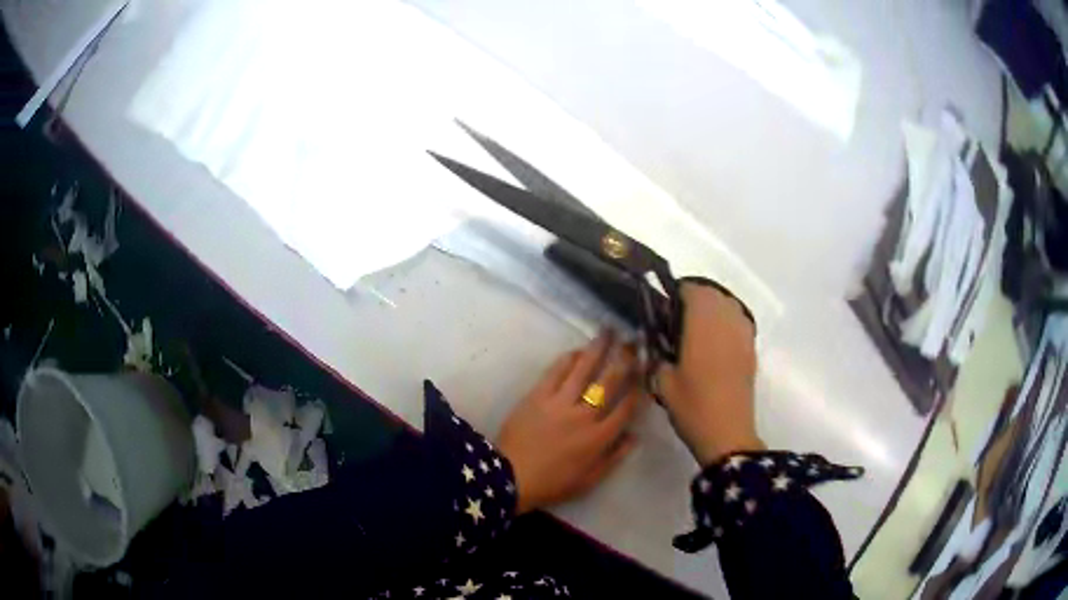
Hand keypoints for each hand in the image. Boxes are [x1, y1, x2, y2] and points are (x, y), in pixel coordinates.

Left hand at [497, 332, 647, 513]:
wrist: (511, 477)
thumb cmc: (553, 483)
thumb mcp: (589, 479)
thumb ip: (614, 457)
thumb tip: (634, 437)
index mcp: (600, 438)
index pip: (626, 407)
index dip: (639, 387)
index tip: (646, 370)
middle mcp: (585, 415)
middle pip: (610, 382)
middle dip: (625, 360)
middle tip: (634, 342)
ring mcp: (560, 403)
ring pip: (585, 370)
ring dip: (599, 349)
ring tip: (609, 331)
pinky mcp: (538, 396)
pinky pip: (556, 372)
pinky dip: (568, 359)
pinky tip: (577, 350)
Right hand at [657, 282, 763, 465]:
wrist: (727, 434)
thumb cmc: (692, 406)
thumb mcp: (662, 383)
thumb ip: (657, 355)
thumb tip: (655, 342)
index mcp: (702, 324)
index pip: (692, 290)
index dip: (677, 294)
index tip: (665, 310)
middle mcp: (726, 321)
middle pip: (713, 293)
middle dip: (695, 299)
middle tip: (678, 320)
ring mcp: (743, 335)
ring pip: (729, 305)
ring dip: (713, 309)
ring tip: (698, 329)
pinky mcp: (751, 350)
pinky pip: (739, 323)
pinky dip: (727, 323)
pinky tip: (716, 343)